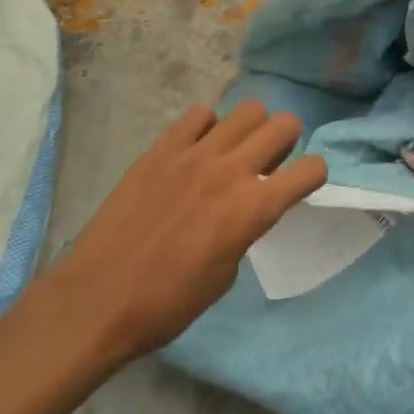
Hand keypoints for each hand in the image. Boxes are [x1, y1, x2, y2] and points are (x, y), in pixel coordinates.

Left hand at [46, 102, 326, 359]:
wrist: (100, 299)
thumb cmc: (170, 303)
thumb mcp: (226, 273)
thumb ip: (245, 229)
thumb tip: (245, 207)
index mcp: (253, 209)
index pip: (310, 170)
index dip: (313, 175)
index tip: (302, 184)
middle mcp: (230, 171)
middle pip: (284, 124)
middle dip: (288, 140)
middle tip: (271, 160)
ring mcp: (194, 154)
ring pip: (246, 110)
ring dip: (250, 129)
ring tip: (234, 151)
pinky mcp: (161, 149)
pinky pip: (198, 115)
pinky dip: (207, 128)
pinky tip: (196, 150)